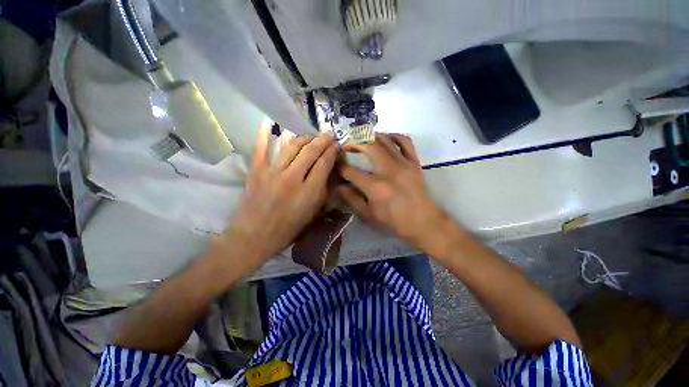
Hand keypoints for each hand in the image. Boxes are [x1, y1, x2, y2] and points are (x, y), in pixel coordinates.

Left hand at [218, 121, 337, 270]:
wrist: (254, 236)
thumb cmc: (288, 229)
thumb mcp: (312, 214)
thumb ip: (323, 192)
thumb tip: (330, 173)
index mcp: (308, 192)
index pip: (324, 164)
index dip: (332, 151)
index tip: (337, 145)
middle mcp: (292, 178)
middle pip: (310, 151)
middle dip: (322, 140)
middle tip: (329, 135)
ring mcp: (272, 172)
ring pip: (292, 146)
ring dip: (305, 138)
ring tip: (312, 136)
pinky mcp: (256, 171)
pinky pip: (260, 148)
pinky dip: (264, 134)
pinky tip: (269, 122)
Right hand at [338, 133, 449, 248]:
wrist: (423, 221)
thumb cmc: (394, 221)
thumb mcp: (369, 214)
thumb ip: (352, 199)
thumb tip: (339, 186)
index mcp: (375, 186)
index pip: (351, 171)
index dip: (340, 167)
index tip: (336, 164)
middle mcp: (388, 170)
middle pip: (367, 146)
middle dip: (353, 142)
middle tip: (346, 145)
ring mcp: (403, 163)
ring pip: (385, 140)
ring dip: (370, 136)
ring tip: (362, 139)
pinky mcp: (414, 162)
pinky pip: (405, 141)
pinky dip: (394, 136)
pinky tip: (386, 138)